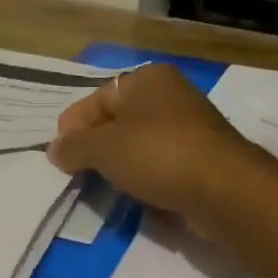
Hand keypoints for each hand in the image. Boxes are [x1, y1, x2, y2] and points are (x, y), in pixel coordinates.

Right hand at [48, 64, 265, 230]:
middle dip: (95, 148)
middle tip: (74, 174)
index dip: (73, 126)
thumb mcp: (103, 148)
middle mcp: (171, 96)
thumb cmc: (157, 154)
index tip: (58, 156)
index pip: (98, 98)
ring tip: (100, 189)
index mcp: (148, 79)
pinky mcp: (201, 161)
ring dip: (119, 167)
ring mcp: (190, 129)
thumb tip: (55, 151)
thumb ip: (73, 147)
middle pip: (119, 122)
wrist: (223, 190)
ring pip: (140, 146)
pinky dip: (144, 180)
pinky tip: (133, 198)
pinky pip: (160, 167)